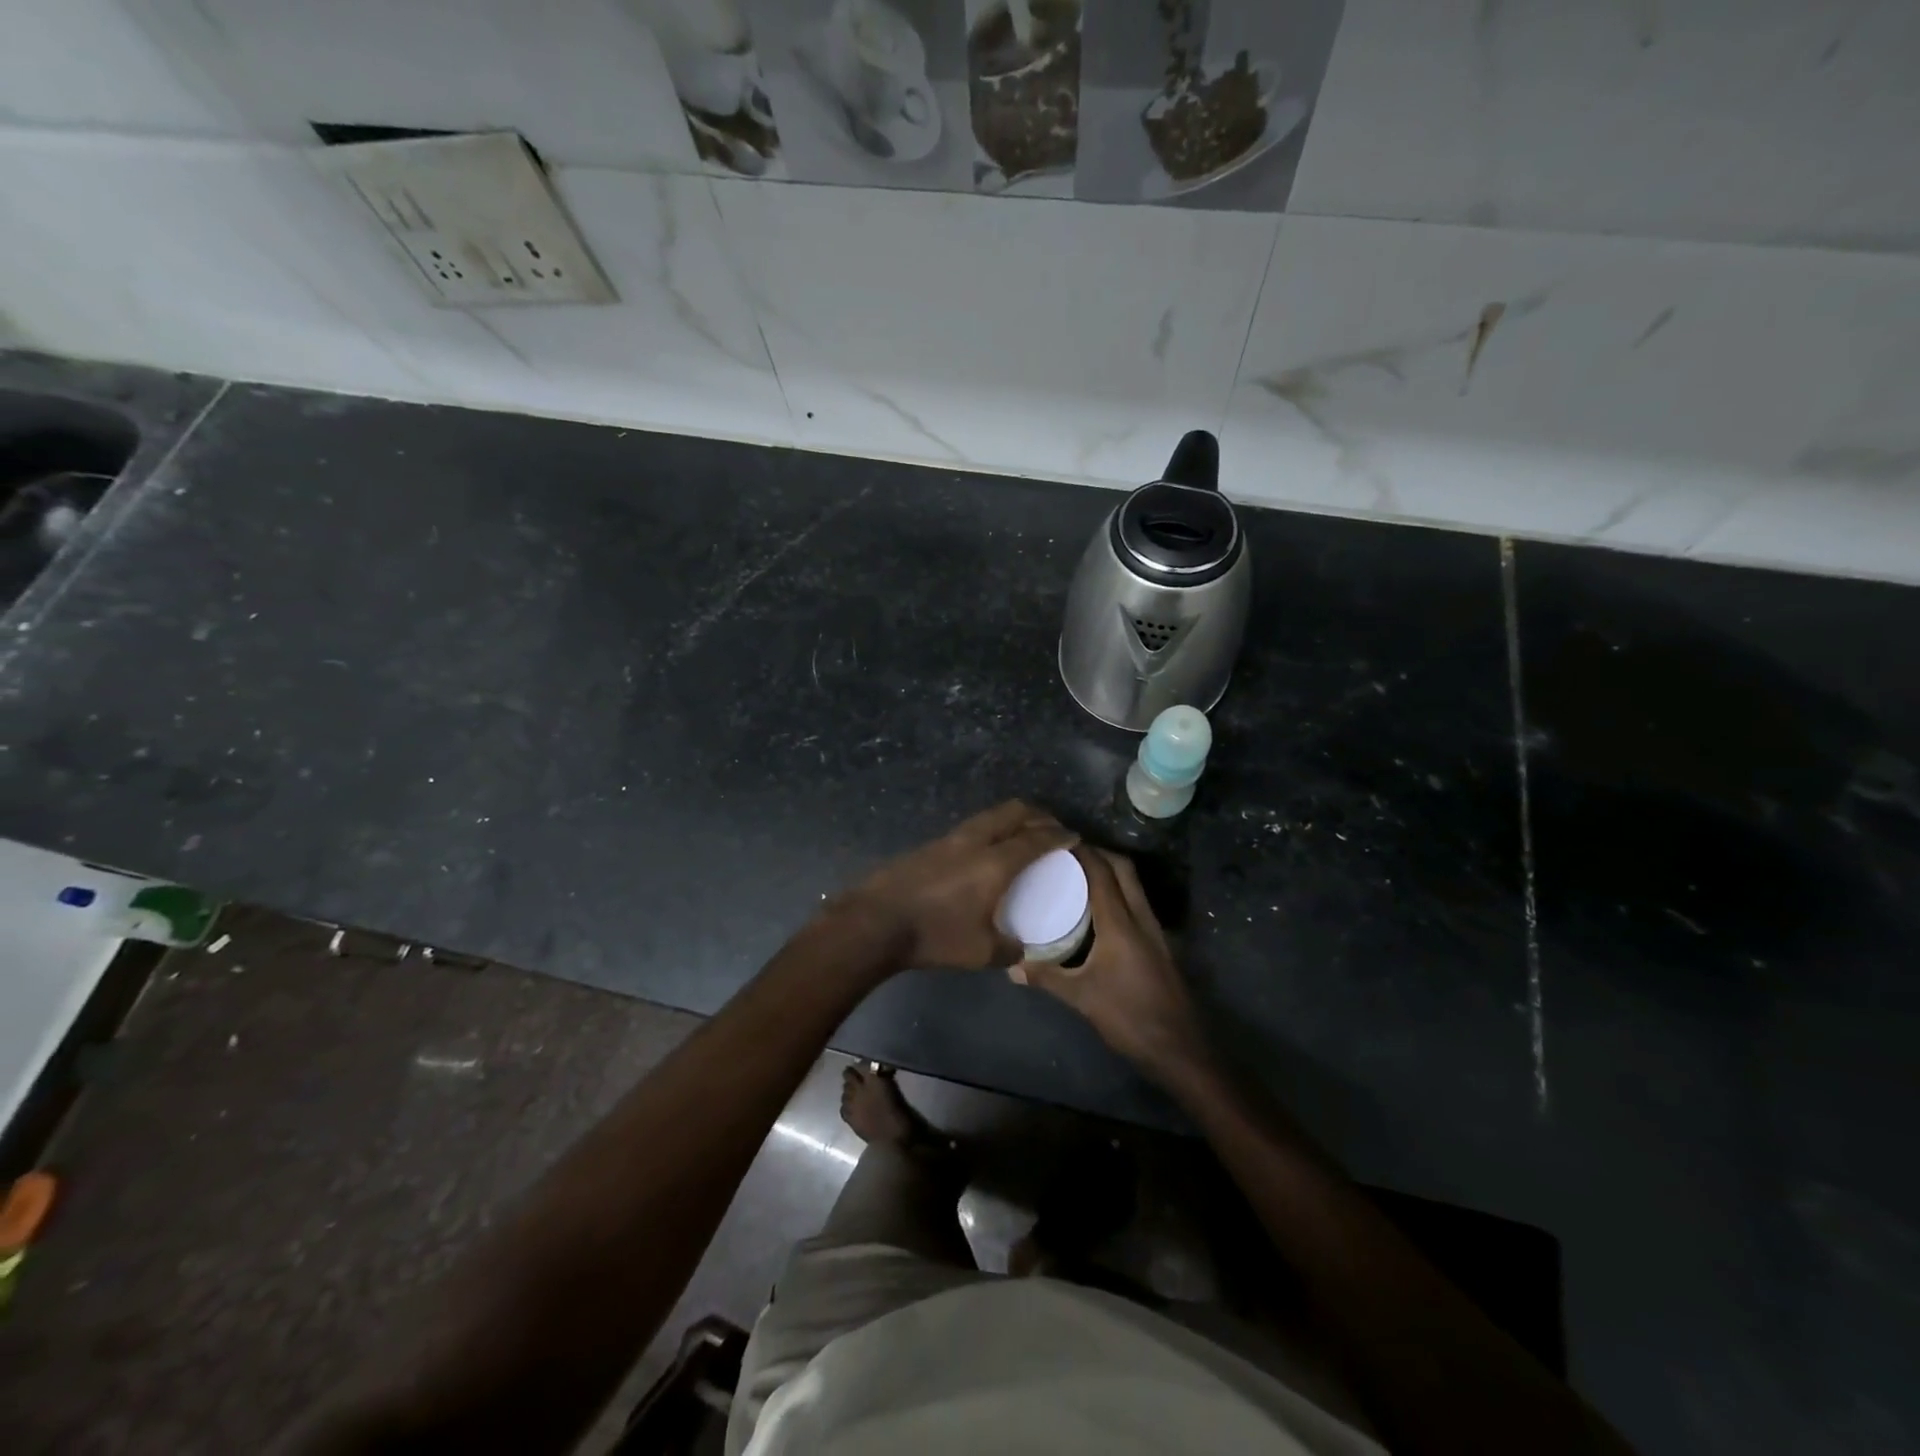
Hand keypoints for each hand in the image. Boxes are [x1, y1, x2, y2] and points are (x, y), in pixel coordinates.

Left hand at [836, 801, 1075, 971]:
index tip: (1073, 836)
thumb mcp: (981, 953)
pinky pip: (970, 828)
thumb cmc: (934, 936)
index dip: (1058, 835)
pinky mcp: (929, 845)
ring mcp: (948, 839)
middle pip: (1012, 811)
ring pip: (988, 816)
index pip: (1036, 839)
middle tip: (1051, 827)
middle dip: (1037, 814)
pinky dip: (988, 830)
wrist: (875, 922)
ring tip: (1020, 835)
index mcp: (995, 863)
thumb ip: (1009, 949)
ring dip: (1010, 819)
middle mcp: (974, 841)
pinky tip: (985, 851)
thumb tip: (1020, 948)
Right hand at [1011, 846, 1208, 1083]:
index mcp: (1121, 924)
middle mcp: (1141, 918)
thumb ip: (1046, 978)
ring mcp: (1155, 931)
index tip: (1060, 839)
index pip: (1102, 874)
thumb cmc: (1129, 1018)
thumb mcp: (1081, 998)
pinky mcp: (1160, 945)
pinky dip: (1119, 893)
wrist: (1179, 1049)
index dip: (1084, 852)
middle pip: (1124, 870)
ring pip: (1134, 886)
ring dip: (1111, 872)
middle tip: (1069, 853)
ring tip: (1079, 875)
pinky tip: (1099, 910)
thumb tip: (1010, 967)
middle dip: (1100, 853)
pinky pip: (1138, 904)